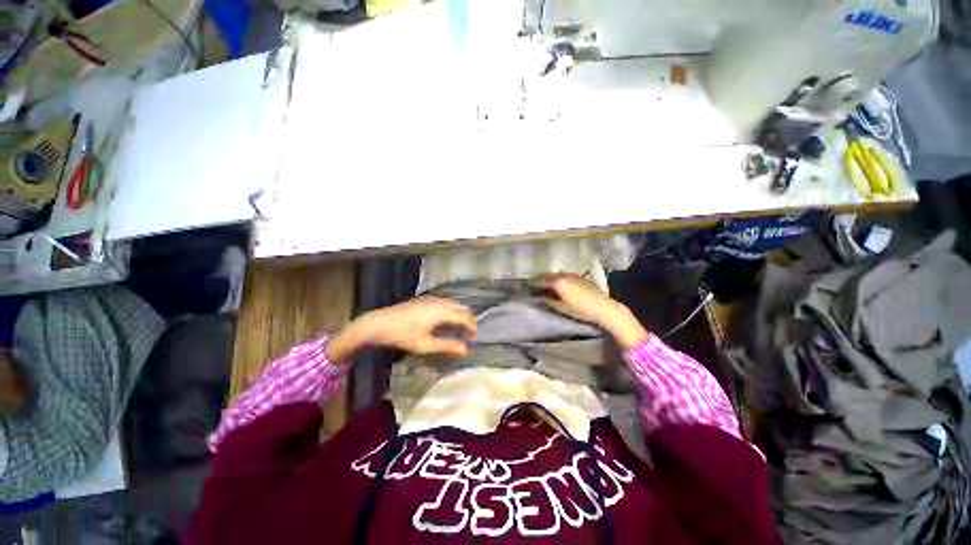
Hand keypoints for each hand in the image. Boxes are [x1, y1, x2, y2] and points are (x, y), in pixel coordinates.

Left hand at [327, 297, 476, 360]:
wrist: (379, 323)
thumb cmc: (402, 335)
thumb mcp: (425, 345)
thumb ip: (447, 346)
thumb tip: (466, 351)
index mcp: (441, 311)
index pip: (464, 318)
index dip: (472, 328)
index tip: (474, 340)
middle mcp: (440, 302)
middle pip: (462, 308)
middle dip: (468, 320)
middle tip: (469, 335)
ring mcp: (432, 299)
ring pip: (454, 304)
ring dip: (460, 315)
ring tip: (459, 329)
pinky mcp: (425, 299)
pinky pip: (446, 303)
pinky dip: (452, 311)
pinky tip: (446, 321)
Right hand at [536, 273, 648, 348]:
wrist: (603, 307)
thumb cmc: (581, 310)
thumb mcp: (562, 308)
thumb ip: (550, 302)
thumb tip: (542, 298)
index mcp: (558, 283)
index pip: (541, 281)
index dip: (534, 284)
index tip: (528, 287)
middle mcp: (564, 276)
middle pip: (548, 276)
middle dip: (541, 280)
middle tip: (535, 286)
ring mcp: (572, 275)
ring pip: (557, 275)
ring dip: (550, 279)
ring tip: (547, 286)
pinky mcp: (579, 277)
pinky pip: (565, 276)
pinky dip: (559, 279)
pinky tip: (560, 285)